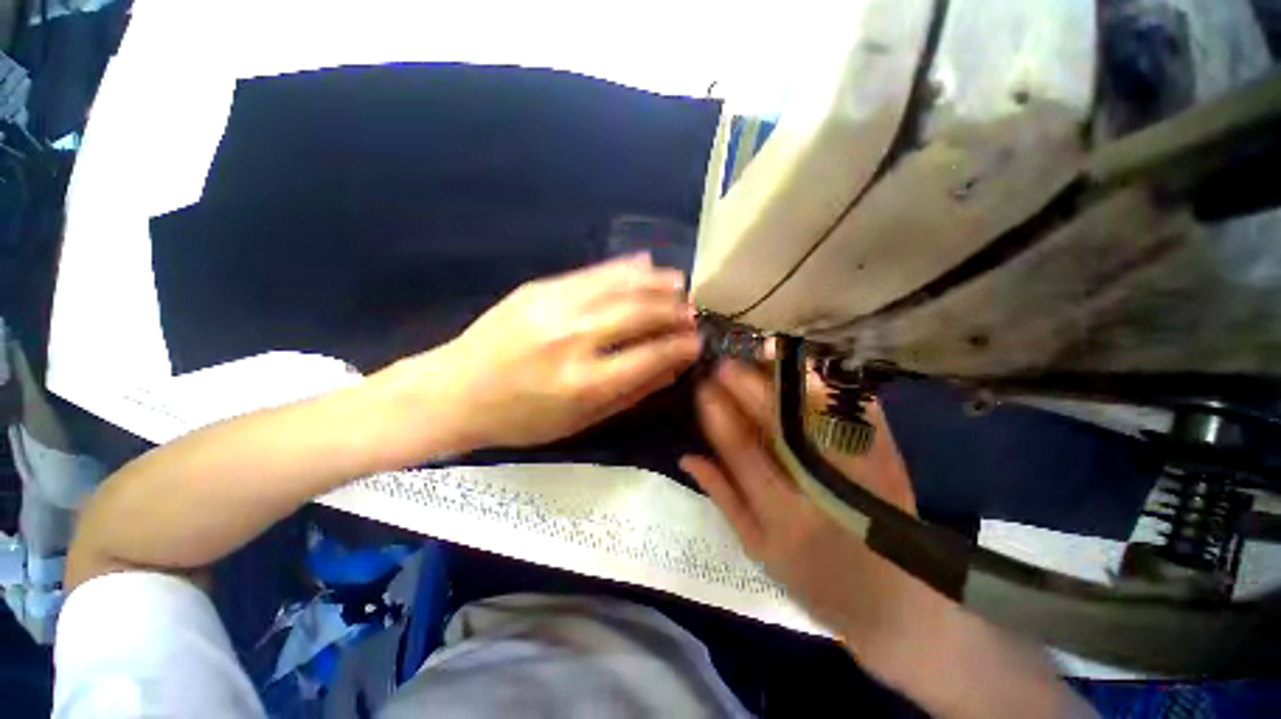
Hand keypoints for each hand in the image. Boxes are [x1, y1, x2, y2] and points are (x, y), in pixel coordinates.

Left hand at [423, 254, 700, 448]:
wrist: (455, 391)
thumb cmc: (521, 418)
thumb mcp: (581, 422)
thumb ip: (632, 393)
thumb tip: (673, 368)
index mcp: (584, 383)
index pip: (649, 356)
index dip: (680, 347)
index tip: (697, 342)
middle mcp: (573, 339)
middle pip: (639, 314)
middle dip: (673, 311)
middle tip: (692, 311)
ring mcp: (554, 307)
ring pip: (619, 285)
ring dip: (655, 283)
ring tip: (679, 283)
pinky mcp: (539, 288)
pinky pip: (592, 273)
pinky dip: (623, 267)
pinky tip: (645, 264)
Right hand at [680, 361, 929, 657]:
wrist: (899, 607)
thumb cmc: (817, 583)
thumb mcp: (758, 549)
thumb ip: (723, 498)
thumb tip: (688, 455)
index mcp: (783, 514)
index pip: (741, 449)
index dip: (718, 414)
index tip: (703, 387)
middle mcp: (821, 486)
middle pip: (778, 423)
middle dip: (747, 386)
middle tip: (726, 362)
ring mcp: (862, 469)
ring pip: (819, 411)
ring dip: (789, 377)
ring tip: (764, 353)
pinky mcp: (890, 460)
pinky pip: (860, 412)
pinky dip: (835, 387)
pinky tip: (811, 367)